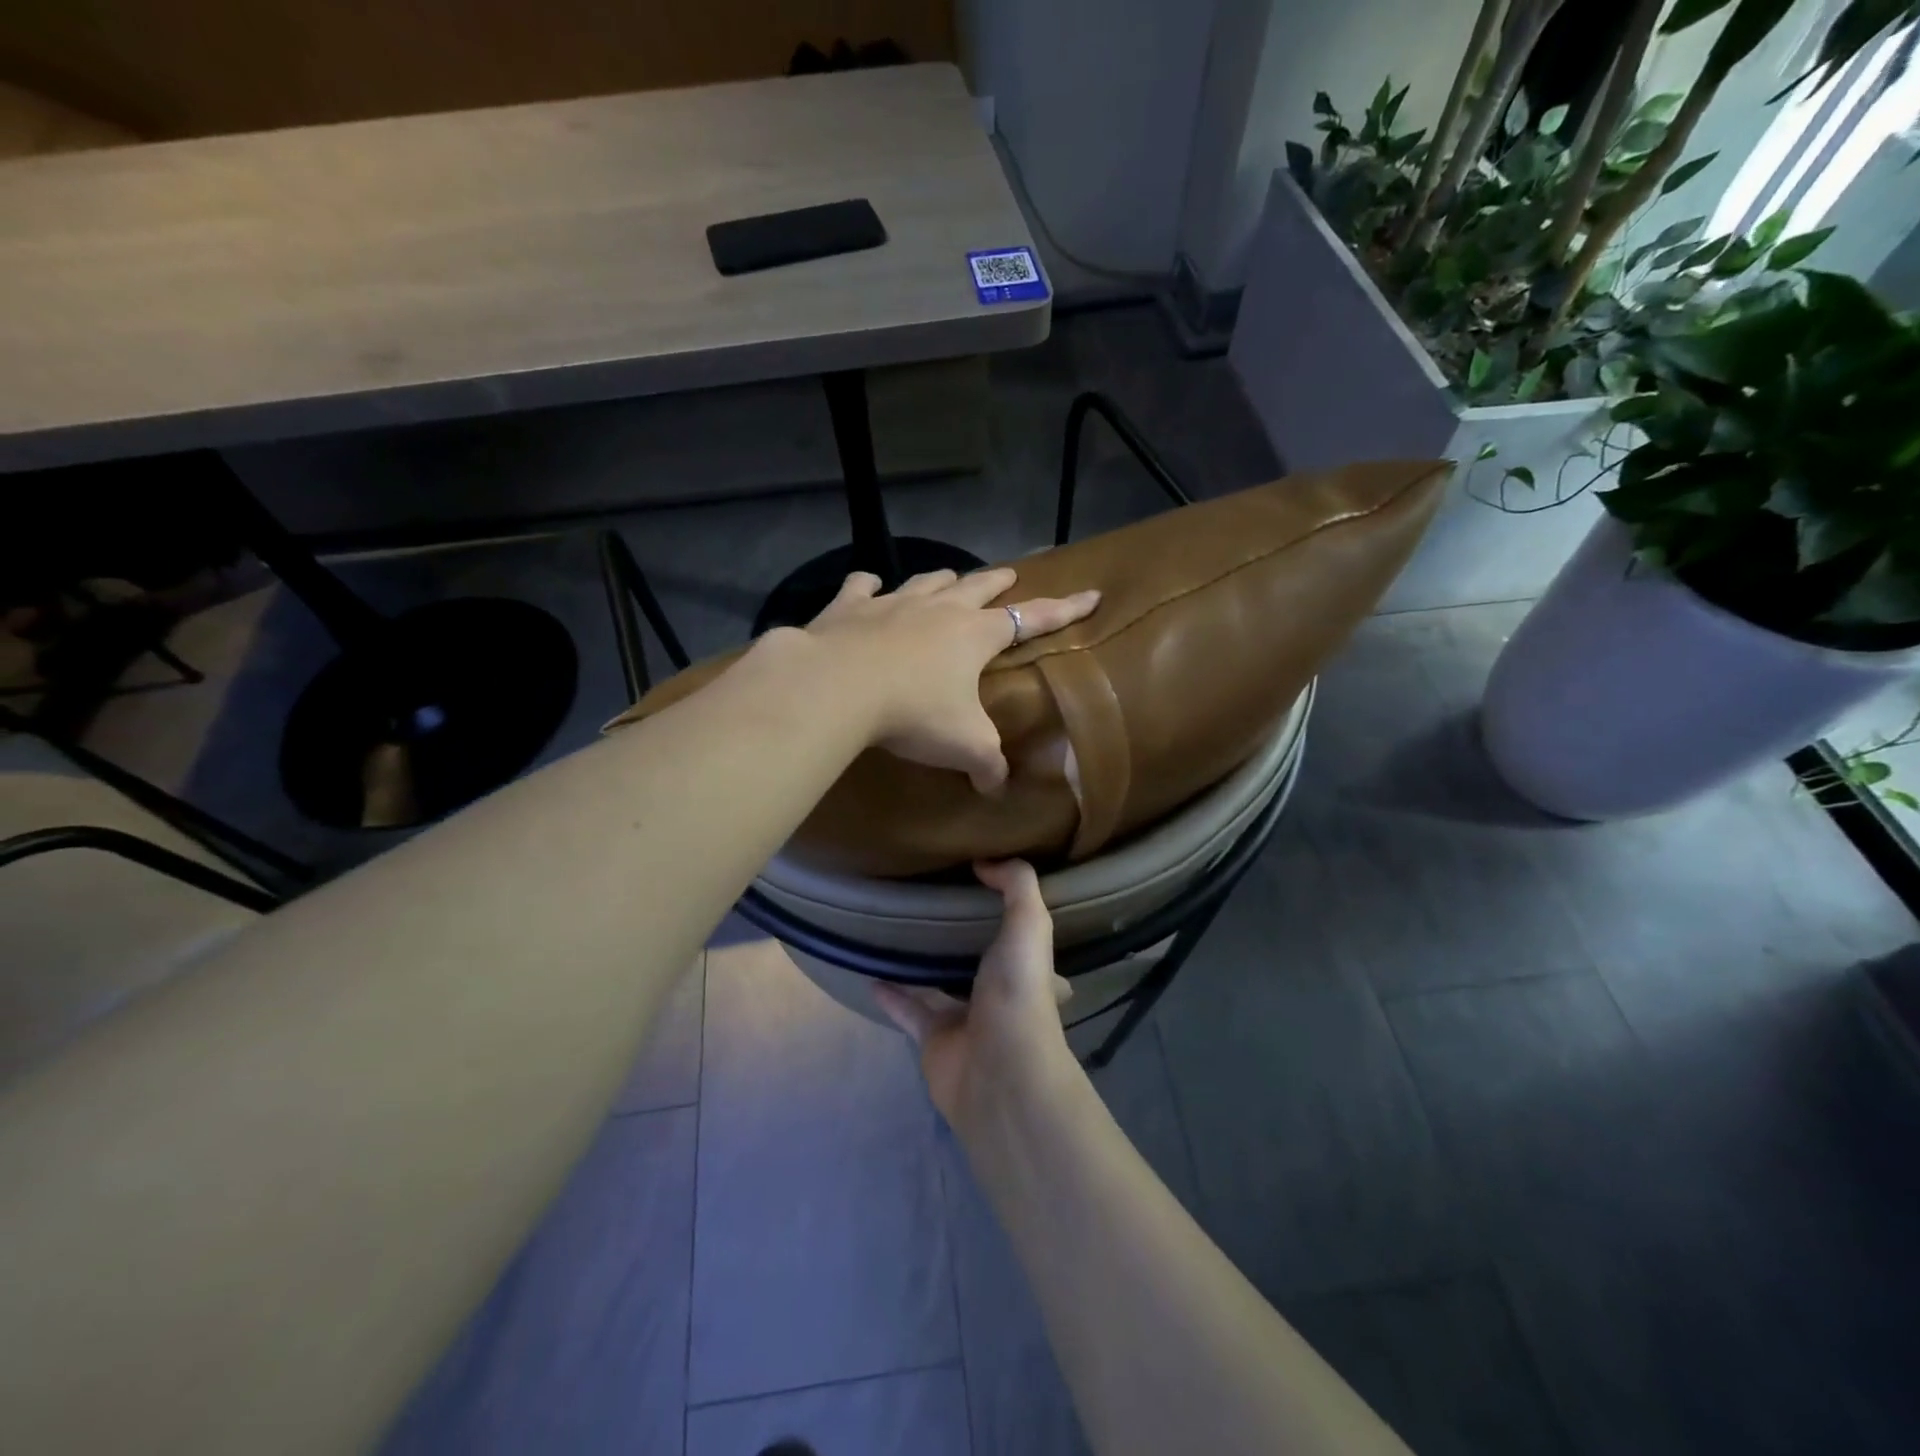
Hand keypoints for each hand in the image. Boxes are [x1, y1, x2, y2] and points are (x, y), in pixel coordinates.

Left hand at [802, 567, 1098, 791]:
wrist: (838, 687)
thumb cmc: (914, 713)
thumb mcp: (964, 746)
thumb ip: (988, 765)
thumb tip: (996, 788)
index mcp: (975, 635)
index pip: (1031, 619)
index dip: (1064, 610)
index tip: (1090, 594)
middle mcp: (939, 610)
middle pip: (977, 587)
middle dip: (998, 582)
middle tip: (1010, 575)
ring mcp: (892, 603)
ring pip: (926, 581)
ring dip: (942, 579)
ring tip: (950, 577)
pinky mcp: (848, 608)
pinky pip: (861, 587)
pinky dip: (867, 586)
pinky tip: (867, 584)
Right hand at [873, 859, 1074, 1127]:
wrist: (997, 1075)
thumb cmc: (1018, 995)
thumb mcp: (1029, 926)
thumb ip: (1017, 886)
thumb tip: (986, 861)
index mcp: (1030, 970)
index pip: (1028, 940)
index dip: (1017, 918)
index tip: (994, 889)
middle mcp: (1000, 994)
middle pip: (982, 962)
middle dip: (967, 941)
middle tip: (937, 906)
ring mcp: (966, 1019)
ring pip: (941, 984)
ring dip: (923, 964)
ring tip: (898, 931)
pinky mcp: (933, 1039)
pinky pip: (908, 1010)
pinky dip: (890, 993)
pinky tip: (870, 971)